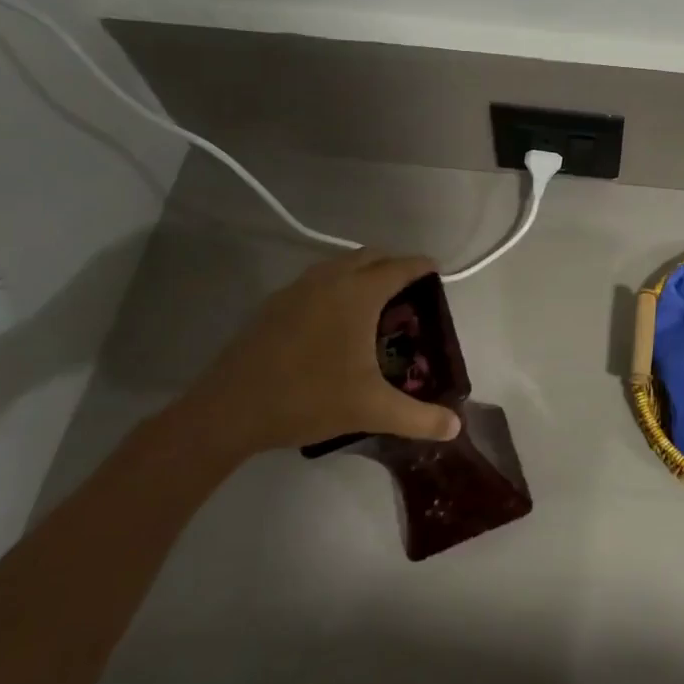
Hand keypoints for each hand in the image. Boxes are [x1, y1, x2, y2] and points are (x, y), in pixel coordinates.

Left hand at [160, 252, 461, 467]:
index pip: (399, 267)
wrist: (228, 411)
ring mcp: (296, 290)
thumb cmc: (309, 399)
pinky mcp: (273, 305)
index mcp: (358, 294)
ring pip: (339, 266)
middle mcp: (329, 281)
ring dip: (362, 274)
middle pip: (369, 257)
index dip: (422, 266)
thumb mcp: (372, 410)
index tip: (437, 271)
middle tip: (410, 291)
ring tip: (375, 305)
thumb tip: (456, 427)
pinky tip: (334, 323)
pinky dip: (335, 287)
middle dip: (393, 266)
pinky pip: (316, 282)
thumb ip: (419, 418)